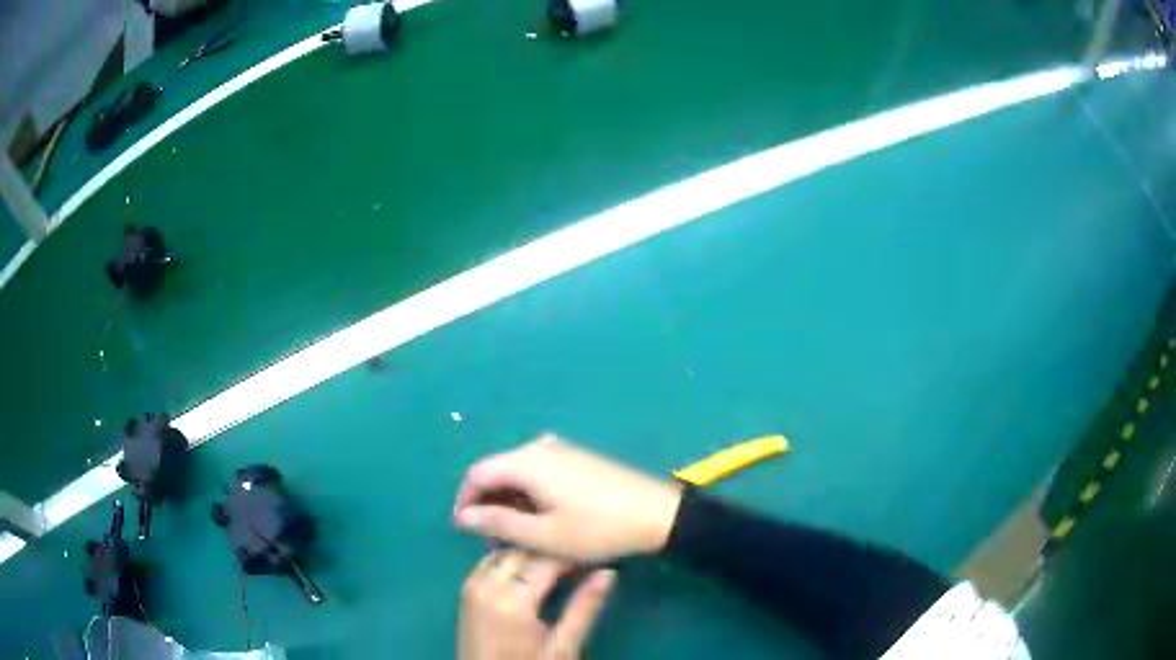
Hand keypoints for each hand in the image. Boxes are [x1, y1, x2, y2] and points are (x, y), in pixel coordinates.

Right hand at [453, 437, 682, 559]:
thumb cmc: (597, 529)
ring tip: (514, 532)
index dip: (464, 501)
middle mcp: (540, 447)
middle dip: (487, 503)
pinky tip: (539, 515)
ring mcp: (562, 450)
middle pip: (497, 470)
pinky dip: (528, 493)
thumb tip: (463, 516)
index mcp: (527, 462)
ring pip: (518, 472)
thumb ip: (498, 523)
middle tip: (491, 538)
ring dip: (508, 500)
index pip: (477, 474)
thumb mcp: (543, 535)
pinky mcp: (578, 458)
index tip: (463, 530)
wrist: (657, 514)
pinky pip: (539, 471)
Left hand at [458, 549, 615, 659]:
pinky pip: (489, 563)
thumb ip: (583, 608)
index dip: (572, 552)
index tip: (594, 551)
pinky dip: (511, 560)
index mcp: (512, 601)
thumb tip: (607, 573)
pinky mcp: (465, 592)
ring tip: (560, 563)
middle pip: (523, 552)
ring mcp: (472, 587)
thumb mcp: (562, 647)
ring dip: (531, 553)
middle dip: (551, 550)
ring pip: (505, 552)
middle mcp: (487, 586)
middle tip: (581, 557)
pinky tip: (530, 570)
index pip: (546, 560)